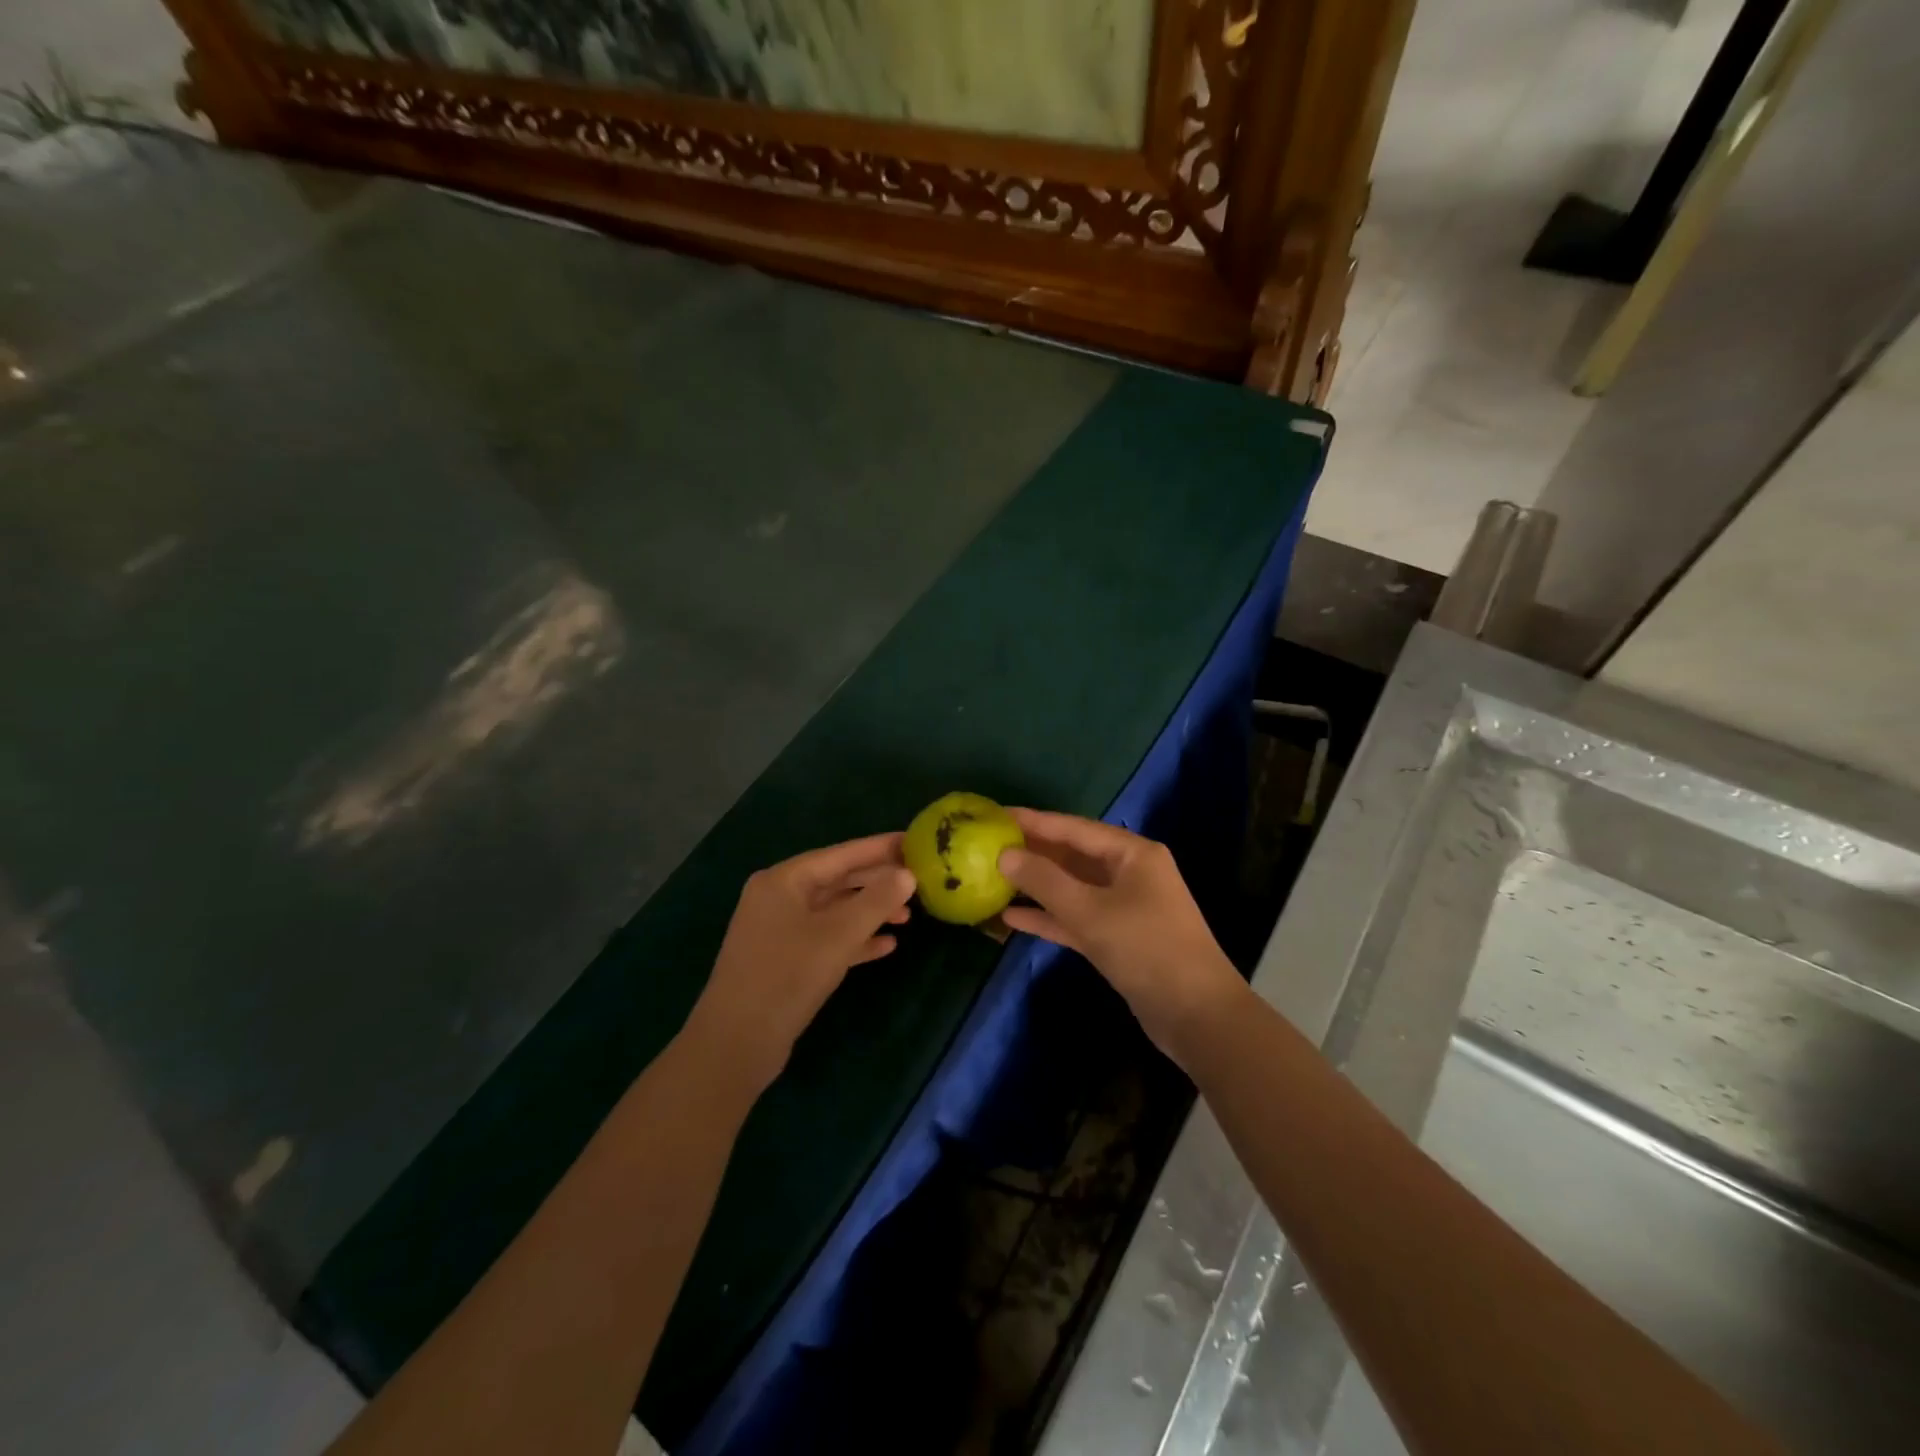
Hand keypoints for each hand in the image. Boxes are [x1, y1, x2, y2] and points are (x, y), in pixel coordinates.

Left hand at [686, 833, 915, 1089]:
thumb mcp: (838, 935)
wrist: (736, 1043)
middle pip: (837, 880)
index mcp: (784, 880)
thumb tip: (907, 874)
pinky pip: (826, 938)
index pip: (841, 854)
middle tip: (918, 880)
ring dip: (869, 912)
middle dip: (877, 882)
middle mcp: (779, 897)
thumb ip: (876, 901)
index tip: (914, 840)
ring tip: (907, 917)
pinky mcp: (784, 959)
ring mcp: (779, 930)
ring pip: (834, 911)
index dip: (879, 848)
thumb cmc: (787, 976)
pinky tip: (887, 947)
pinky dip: (854, 939)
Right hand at [998, 809, 1244, 1064]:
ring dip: (1037, 886)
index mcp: (1132, 854)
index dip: (1034, 821)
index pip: (1074, 828)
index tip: (997, 814)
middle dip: (1032, 853)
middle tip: (988, 845)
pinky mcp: (1118, 938)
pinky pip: (1076, 918)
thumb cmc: (1146, 949)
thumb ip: (1044, 881)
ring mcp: (1124, 907)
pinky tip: (1012, 917)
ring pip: (1072, 888)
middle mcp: (1130, 873)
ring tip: (993, 878)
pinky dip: (1049, 917)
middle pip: (1073, 856)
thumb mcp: (1090, 912)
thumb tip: (1005, 855)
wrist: (1196, 1016)